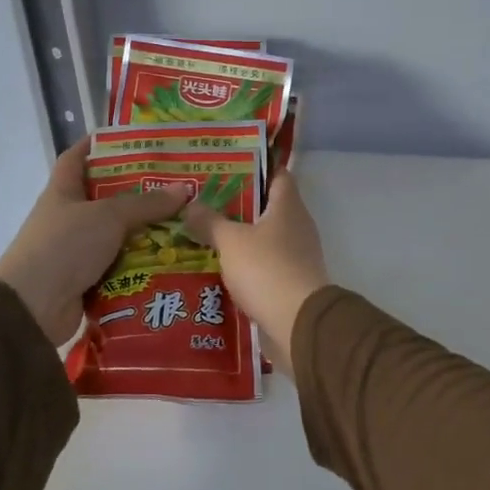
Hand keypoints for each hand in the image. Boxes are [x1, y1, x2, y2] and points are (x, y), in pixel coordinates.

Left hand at [0, 140, 192, 346]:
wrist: (32, 309)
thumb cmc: (64, 246)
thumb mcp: (108, 216)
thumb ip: (146, 203)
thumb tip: (184, 189)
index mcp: (63, 193)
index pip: (76, 158)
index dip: (97, 145)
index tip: (128, 138)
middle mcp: (68, 218)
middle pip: (106, 197)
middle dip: (138, 192)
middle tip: (176, 185)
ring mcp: (76, 251)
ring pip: (118, 234)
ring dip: (147, 232)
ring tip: (185, 224)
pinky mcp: (87, 281)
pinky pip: (121, 266)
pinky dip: (143, 264)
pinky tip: (172, 259)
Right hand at [183, 172, 329, 370]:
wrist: (298, 324)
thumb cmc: (267, 269)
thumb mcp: (231, 241)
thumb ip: (210, 221)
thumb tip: (191, 204)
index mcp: (288, 207)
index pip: (278, 174)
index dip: (255, 167)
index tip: (227, 166)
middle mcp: (297, 226)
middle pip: (268, 207)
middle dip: (238, 204)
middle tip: (204, 201)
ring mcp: (297, 255)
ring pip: (264, 238)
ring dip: (239, 237)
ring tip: (203, 234)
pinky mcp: (291, 282)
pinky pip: (264, 265)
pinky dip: (245, 264)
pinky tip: (219, 268)